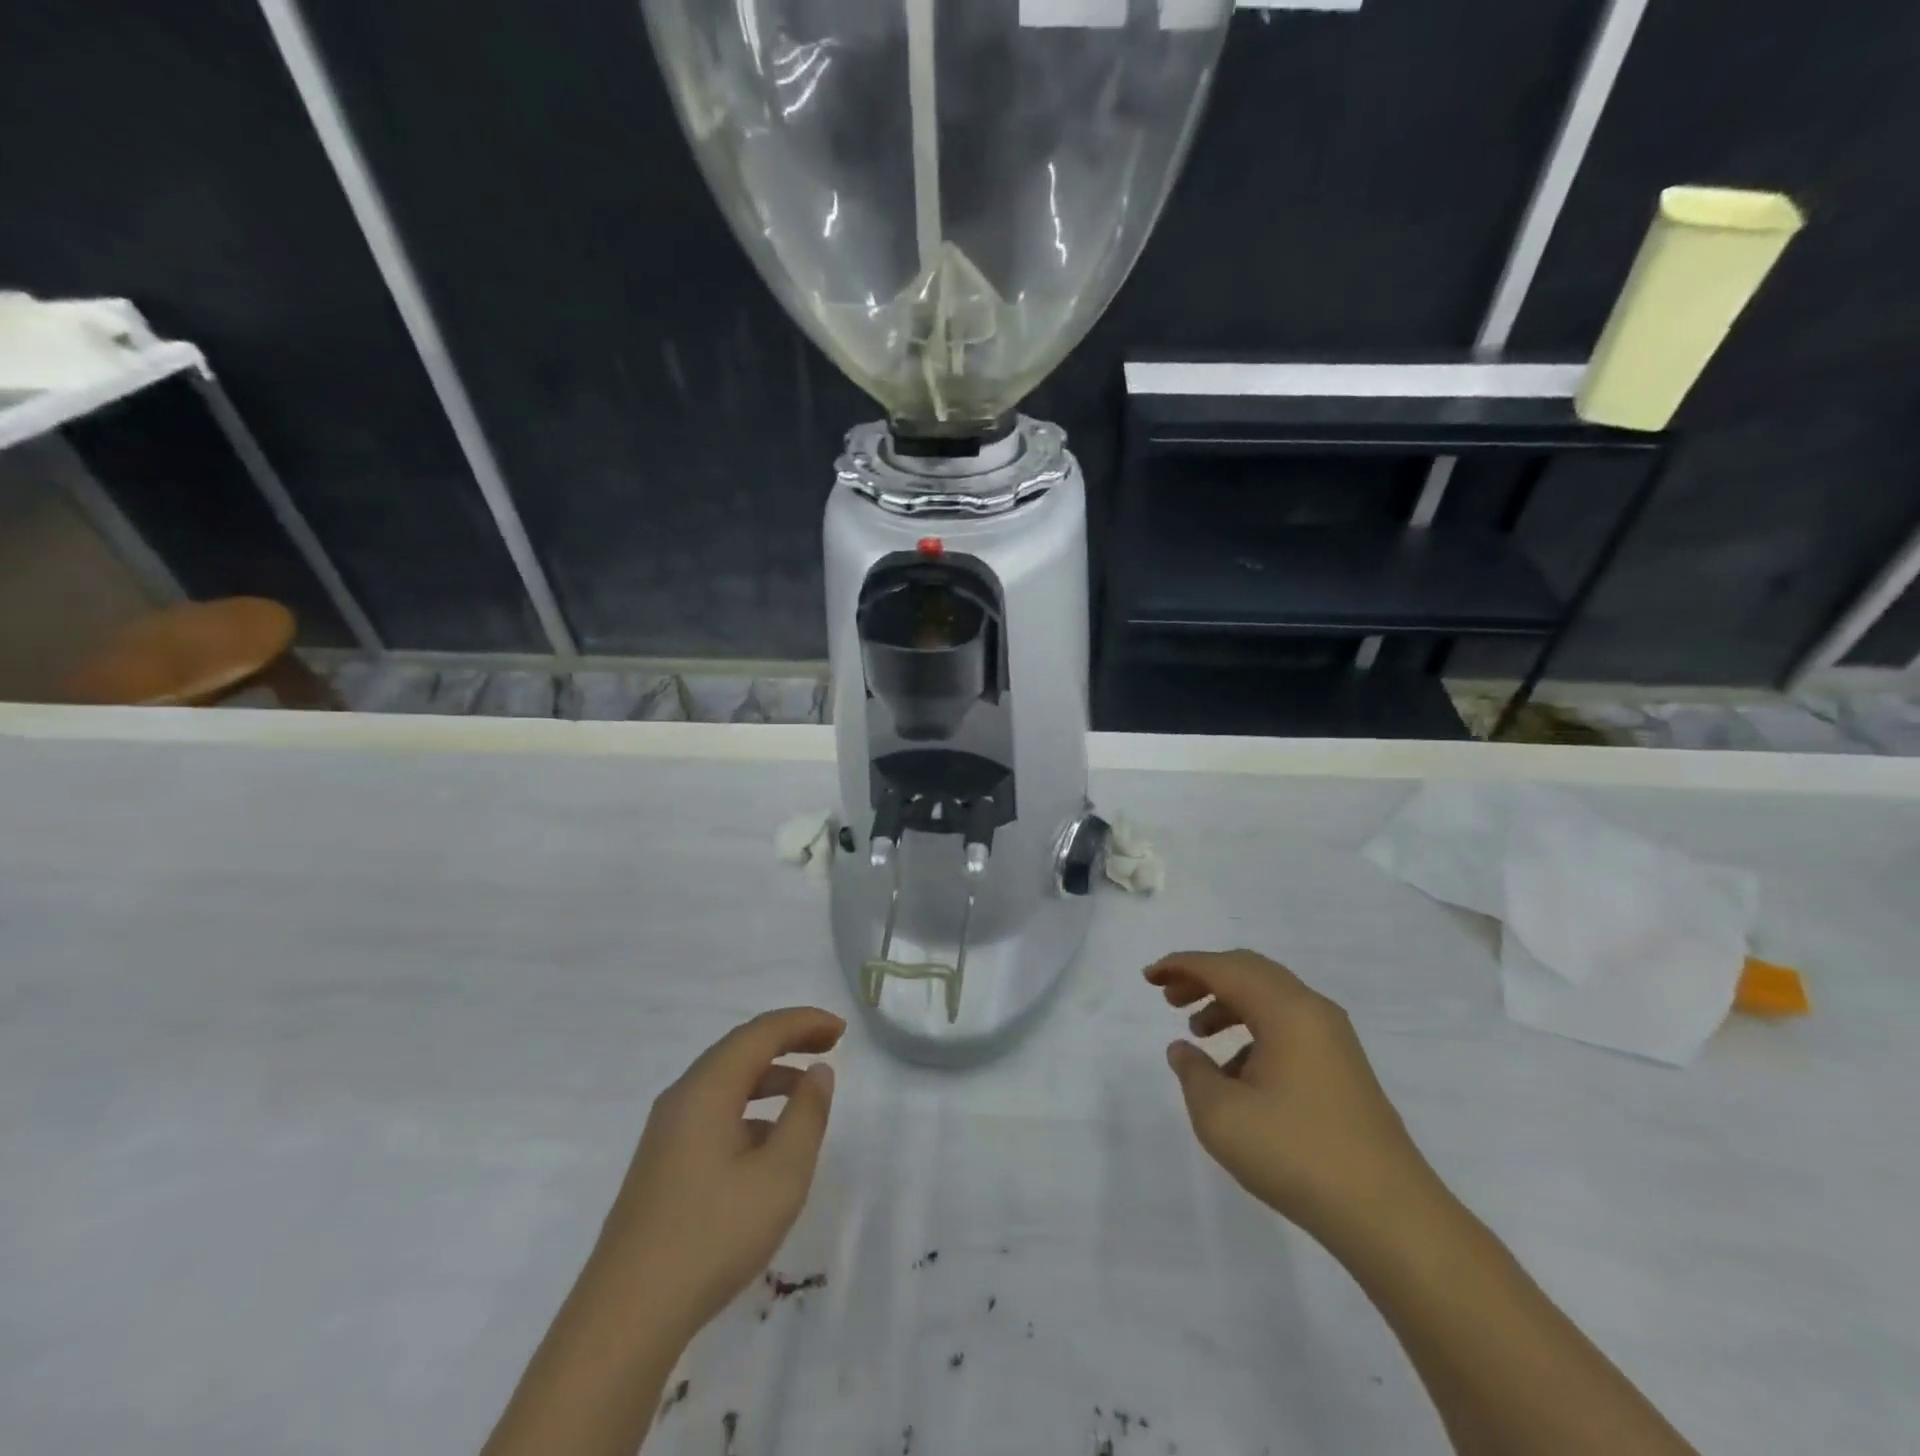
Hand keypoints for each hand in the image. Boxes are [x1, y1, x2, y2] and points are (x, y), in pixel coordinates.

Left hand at [595, 1007, 845, 1338]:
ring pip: (726, 1081)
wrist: (626, 1317)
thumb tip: (819, 1072)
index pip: (761, 1032)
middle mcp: (682, 1097)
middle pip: (741, 1048)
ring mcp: (667, 1131)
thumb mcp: (780, 1175)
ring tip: (808, 1091)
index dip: (804, 1022)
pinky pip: (713, 1110)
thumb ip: (806, 1115)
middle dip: (788, 1040)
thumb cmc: (712, 1236)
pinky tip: (770, 1141)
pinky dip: (750, 1106)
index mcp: (707, 1089)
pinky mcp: (663, 1162)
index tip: (842, 1030)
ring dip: (770, 1074)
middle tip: (831, 1045)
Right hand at [1147, 951, 1439, 1249]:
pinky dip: (1253, 1029)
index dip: (1181, 965)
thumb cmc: (1296, 1154)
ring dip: (1228, 1003)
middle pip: (1249, 971)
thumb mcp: (1222, 1115)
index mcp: (1285, 1009)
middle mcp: (1312, 1010)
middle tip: (1168, 996)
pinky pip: (1287, 1025)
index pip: (1223, 968)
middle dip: (1204, 977)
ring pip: (1269, 997)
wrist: (1389, 1215)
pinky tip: (1235, 1071)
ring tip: (1197, 1032)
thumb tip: (1185, 1049)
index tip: (1148, 977)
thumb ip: (1193, 1072)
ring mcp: (1333, 1039)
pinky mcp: (1343, 1067)